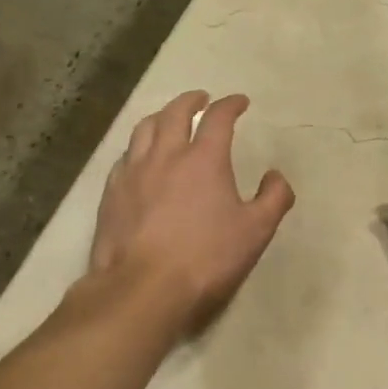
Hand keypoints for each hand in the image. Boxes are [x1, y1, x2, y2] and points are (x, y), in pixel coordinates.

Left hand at [84, 90, 293, 336]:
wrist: (142, 289)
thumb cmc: (206, 258)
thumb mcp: (256, 231)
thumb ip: (274, 198)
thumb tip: (276, 176)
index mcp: (204, 159)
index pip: (218, 118)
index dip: (230, 104)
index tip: (240, 102)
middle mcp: (166, 156)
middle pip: (175, 113)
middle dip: (191, 100)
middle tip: (201, 99)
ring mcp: (133, 174)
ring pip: (144, 130)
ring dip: (161, 117)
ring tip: (168, 119)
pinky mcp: (111, 195)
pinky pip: (124, 158)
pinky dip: (138, 148)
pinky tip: (140, 159)